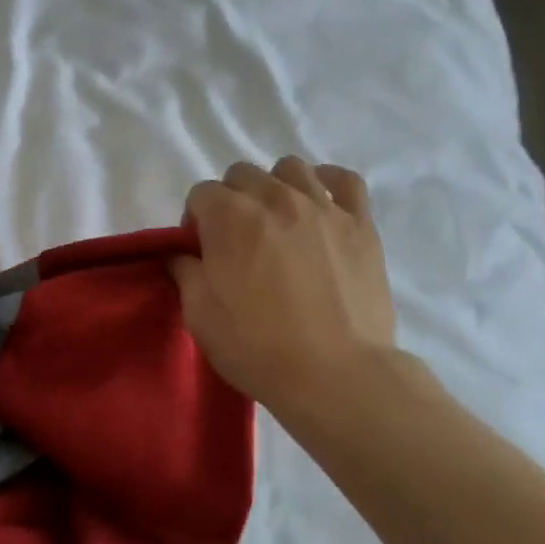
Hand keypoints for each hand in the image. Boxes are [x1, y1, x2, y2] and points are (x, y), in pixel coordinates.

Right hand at [171, 158, 396, 414]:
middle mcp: (276, 198)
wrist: (335, 374)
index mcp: (230, 217)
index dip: (195, 221)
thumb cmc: (258, 348)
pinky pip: (345, 180)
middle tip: (237, 241)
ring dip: (275, 187)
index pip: (201, 193)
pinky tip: (321, 201)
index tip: (201, 253)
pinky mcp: (360, 224)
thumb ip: (186, 272)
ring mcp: (323, 207)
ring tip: (278, 222)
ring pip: (291, 168)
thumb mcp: (200, 316)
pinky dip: (328, 182)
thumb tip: (184, 254)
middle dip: (231, 200)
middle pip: (242, 174)